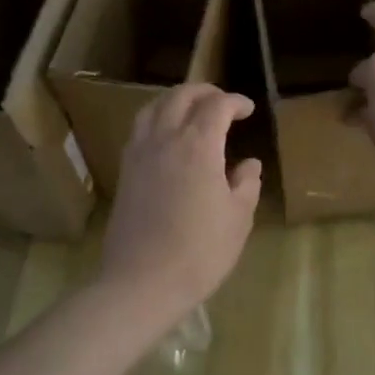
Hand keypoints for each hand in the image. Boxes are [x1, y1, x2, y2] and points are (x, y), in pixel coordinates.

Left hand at [98, 84, 262, 326]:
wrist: (142, 282)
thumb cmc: (200, 252)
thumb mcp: (237, 219)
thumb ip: (246, 185)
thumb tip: (249, 165)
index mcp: (198, 146)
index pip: (217, 106)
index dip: (235, 102)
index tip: (248, 110)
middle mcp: (165, 139)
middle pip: (181, 96)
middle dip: (204, 92)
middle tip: (223, 102)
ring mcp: (140, 154)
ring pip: (154, 107)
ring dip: (175, 100)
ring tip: (191, 111)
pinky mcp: (125, 171)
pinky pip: (139, 129)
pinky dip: (156, 119)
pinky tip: (166, 138)